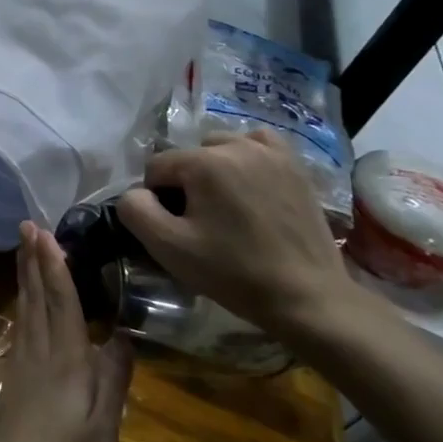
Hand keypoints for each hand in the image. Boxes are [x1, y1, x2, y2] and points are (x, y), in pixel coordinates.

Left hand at [0, 222, 131, 441]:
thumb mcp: (104, 428)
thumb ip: (113, 378)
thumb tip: (124, 334)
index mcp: (64, 359)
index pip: (60, 300)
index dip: (54, 263)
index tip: (44, 230)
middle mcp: (38, 353)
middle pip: (35, 296)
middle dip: (32, 259)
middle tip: (27, 225)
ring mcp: (21, 367)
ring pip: (24, 309)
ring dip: (25, 276)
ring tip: (25, 251)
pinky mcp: (12, 382)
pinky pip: (21, 328)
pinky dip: (24, 304)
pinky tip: (25, 305)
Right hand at [116, 131, 357, 341]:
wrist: (307, 296)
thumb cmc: (233, 272)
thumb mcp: (168, 247)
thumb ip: (135, 210)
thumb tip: (136, 193)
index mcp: (204, 162)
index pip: (156, 167)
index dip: (156, 199)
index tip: (175, 229)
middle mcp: (237, 145)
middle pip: (189, 156)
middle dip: (186, 183)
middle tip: (201, 222)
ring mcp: (272, 152)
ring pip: (222, 148)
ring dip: (215, 170)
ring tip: (226, 207)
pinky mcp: (295, 166)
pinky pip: (258, 145)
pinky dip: (247, 158)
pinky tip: (250, 185)